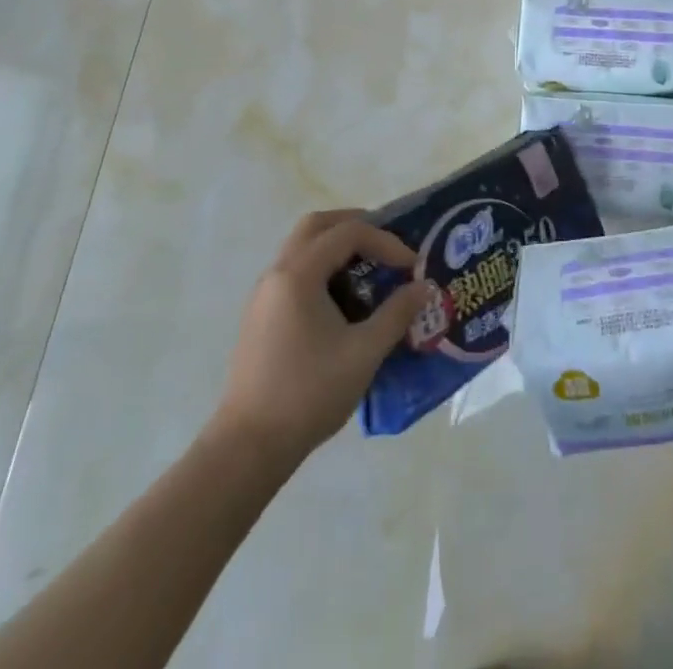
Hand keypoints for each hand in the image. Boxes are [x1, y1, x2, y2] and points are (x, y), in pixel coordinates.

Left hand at [215, 210, 429, 460]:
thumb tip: (424, 287)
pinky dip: (321, 268)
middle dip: (354, 225)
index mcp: (299, 274)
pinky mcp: (260, 316)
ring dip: (336, 247)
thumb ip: (397, 313)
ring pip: (302, 247)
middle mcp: (277, 273)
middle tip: (386, 242)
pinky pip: (294, 271)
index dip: (385, 241)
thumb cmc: (309, 393)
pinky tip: (342, 300)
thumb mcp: (364, 352)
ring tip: (369, 268)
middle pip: (317, 226)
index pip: (348, 233)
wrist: (248, 447)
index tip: (411, 266)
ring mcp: (264, 294)